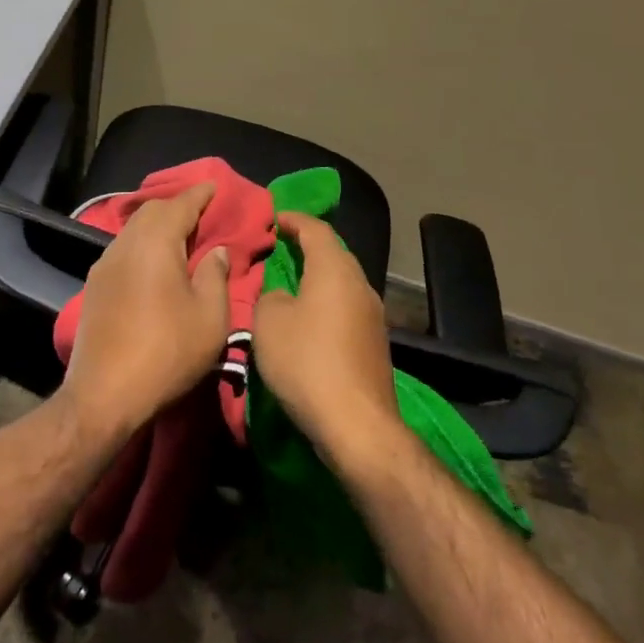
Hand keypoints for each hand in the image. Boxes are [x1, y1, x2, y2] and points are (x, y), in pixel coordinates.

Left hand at [61, 183, 231, 435]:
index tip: (214, 186)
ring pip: (133, 230)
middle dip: (177, 206)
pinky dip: (143, 245)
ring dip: (157, 226)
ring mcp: (104, 265)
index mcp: (155, 243)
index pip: (180, 205)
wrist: (104, 394)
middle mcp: (125, 244)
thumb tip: (215, 251)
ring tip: (180, 236)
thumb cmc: (166, 352)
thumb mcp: (209, 318)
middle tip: (201, 212)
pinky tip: (154, 263)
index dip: (199, 194)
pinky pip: (123, 250)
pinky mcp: (94, 287)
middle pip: (151, 211)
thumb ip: (215, 276)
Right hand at [252, 212, 400, 457]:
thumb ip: (270, 295)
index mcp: (334, 270)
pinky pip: (346, 307)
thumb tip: (282, 294)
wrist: (356, 424)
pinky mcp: (374, 343)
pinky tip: (308, 318)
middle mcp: (360, 285)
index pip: (316, 229)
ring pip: (341, 282)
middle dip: (307, 246)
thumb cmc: (306, 361)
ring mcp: (373, 316)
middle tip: (279, 247)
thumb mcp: (268, 321)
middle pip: (334, 254)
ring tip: (290, 282)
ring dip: (317, 277)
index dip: (294, 219)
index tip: (274, 218)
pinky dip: (326, 302)